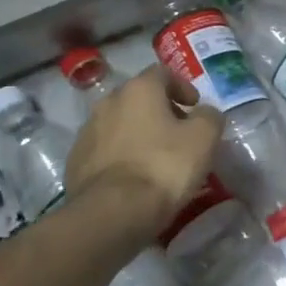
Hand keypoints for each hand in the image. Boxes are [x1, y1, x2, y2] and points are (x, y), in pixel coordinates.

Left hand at [65, 68, 221, 232]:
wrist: (113, 211)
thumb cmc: (163, 166)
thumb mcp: (204, 138)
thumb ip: (210, 117)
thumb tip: (205, 113)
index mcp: (138, 89)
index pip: (162, 73)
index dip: (182, 87)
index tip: (195, 107)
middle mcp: (108, 102)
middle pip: (139, 98)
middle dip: (160, 110)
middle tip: (179, 133)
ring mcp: (87, 131)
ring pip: (120, 124)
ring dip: (138, 133)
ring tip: (156, 158)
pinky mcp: (76, 161)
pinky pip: (105, 149)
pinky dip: (121, 155)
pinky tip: (134, 177)